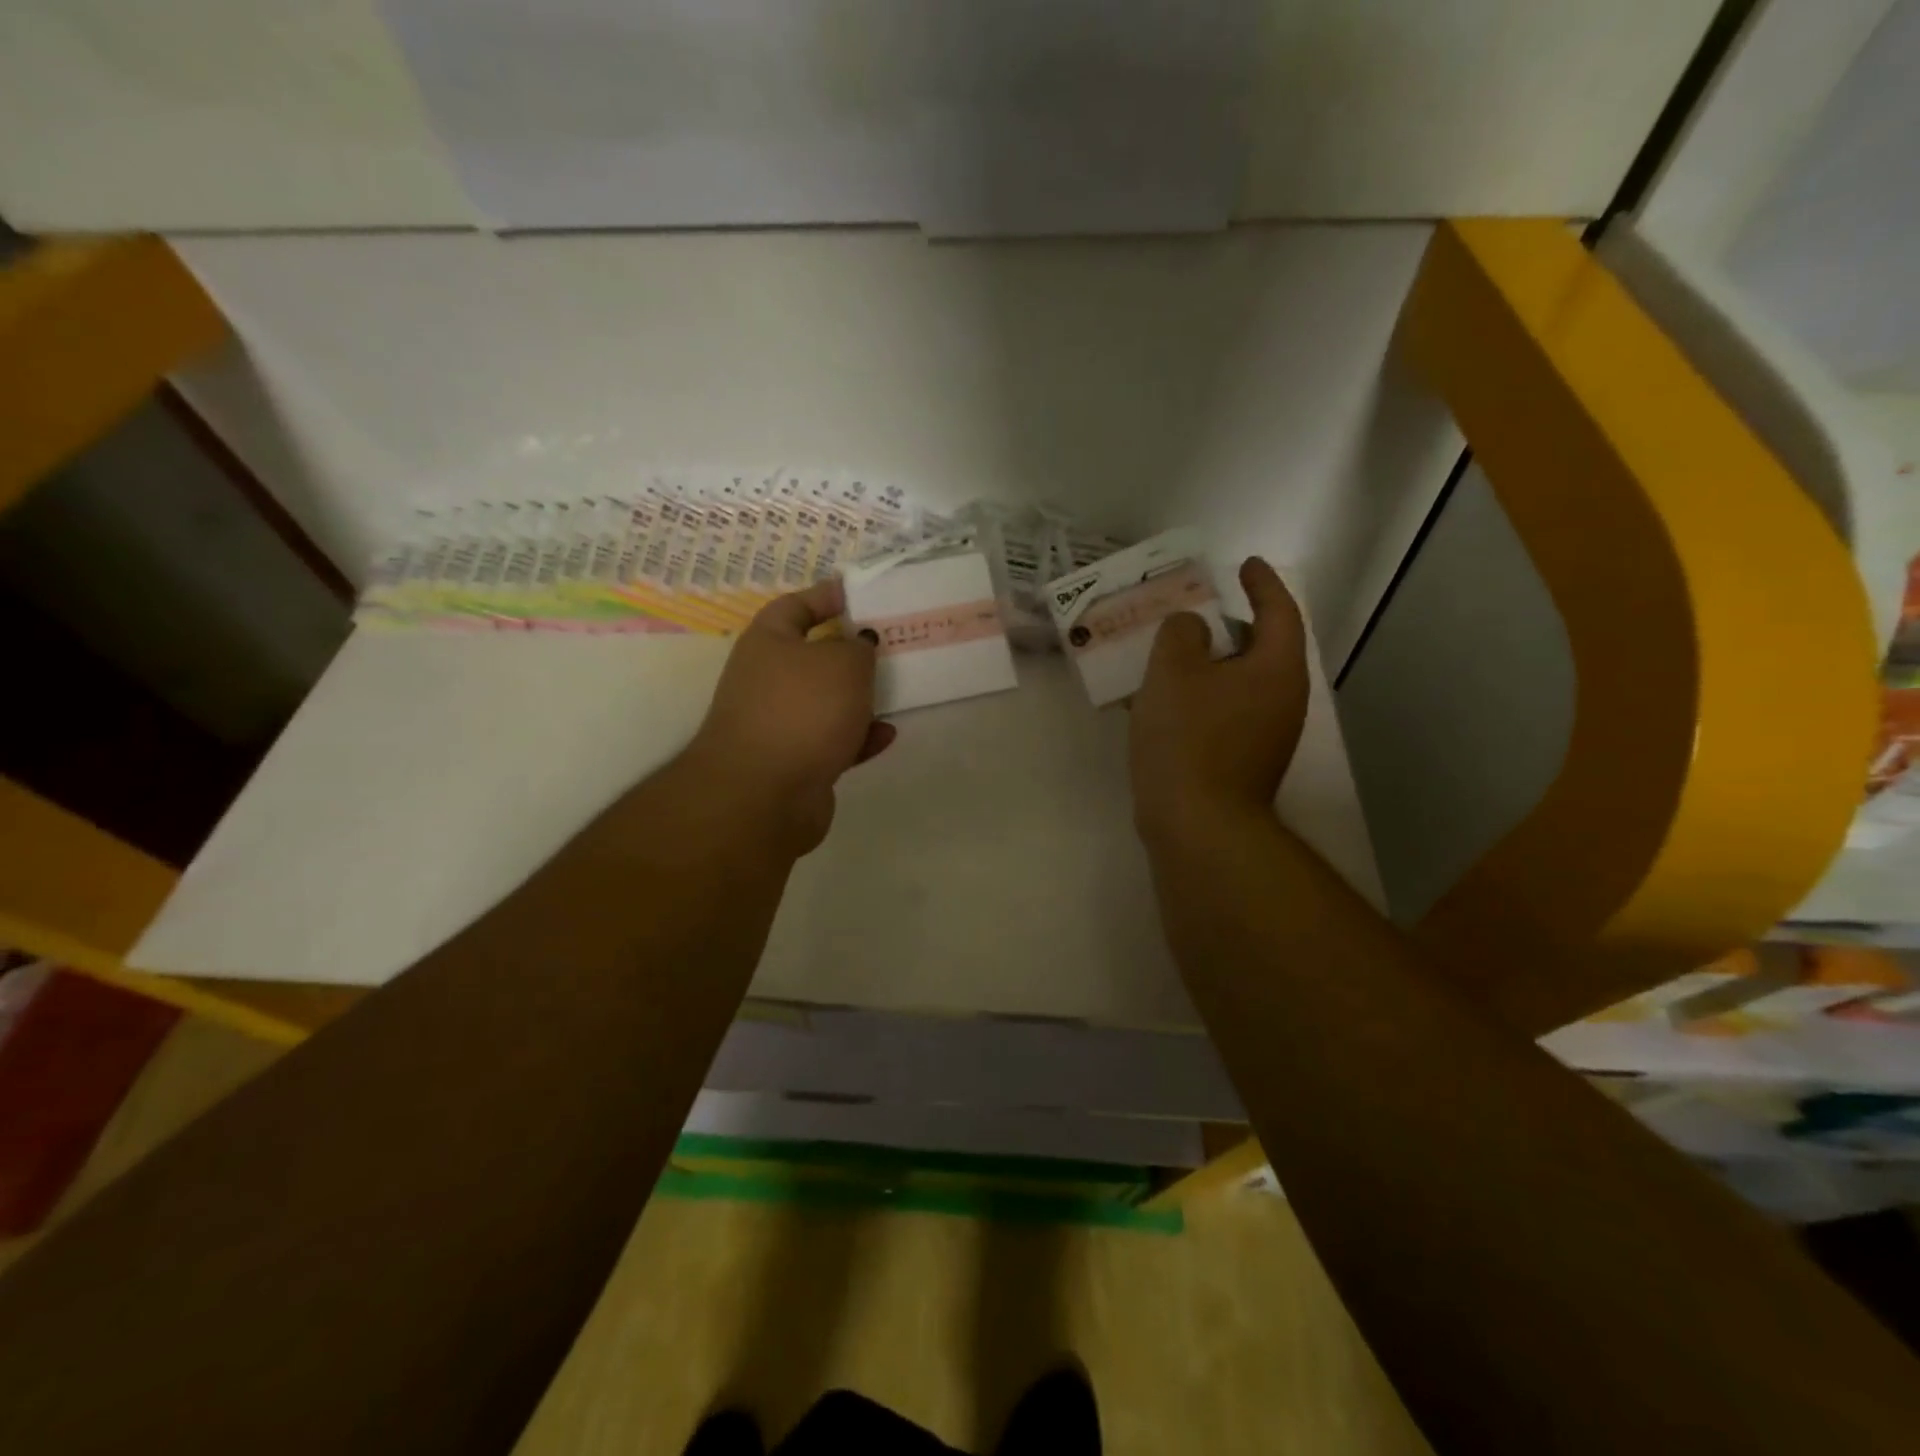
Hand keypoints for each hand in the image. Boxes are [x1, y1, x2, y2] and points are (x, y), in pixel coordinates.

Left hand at [683, 578, 896, 854]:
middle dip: (851, 652)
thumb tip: (859, 644)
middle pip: (814, 656)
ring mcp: (780, 723)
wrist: (764, 794)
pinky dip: (859, 737)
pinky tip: (886, 735)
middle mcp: (768, 679)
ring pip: (826, 702)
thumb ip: (859, 647)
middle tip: (890, 644)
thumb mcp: (843, 663)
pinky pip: (833, 741)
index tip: (860, 593)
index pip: (796, 605)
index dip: (827, 595)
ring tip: (896, 691)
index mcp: (768, 642)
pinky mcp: (795, 762)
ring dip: (858, 698)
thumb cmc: (802, 710)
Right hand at [1129, 557, 1309, 843]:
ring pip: (1237, 683)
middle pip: (1260, 648)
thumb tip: (1191, 628)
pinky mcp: (1242, 763)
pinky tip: (1162, 702)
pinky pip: (1222, 714)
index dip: (1262, 583)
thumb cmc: (1189, 740)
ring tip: (1168, 654)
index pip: (1279, 611)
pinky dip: (1199, 698)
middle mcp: (1282, 700)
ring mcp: (1265, 736)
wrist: (1197, 827)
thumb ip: (1181, 633)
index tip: (1245, 563)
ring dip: (1207, 665)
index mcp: (1276, 670)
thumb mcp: (1173, 672)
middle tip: (1192, 611)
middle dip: (1227, 626)